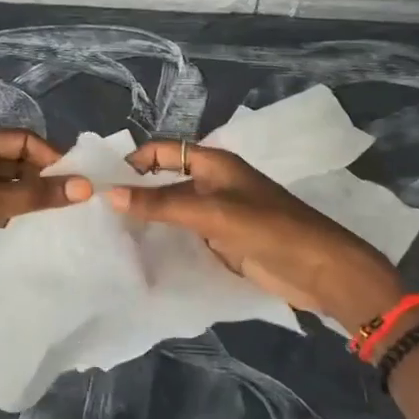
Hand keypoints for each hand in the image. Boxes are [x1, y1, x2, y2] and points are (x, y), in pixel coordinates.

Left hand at [0, 129, 89, 297]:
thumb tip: (83, 187)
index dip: (51, 156)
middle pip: (14, 159)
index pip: (22, 139)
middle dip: (42, 177)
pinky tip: (28, 228)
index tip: (78, 181)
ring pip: (4, 182)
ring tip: (58, 216)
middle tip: (74, 201)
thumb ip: (32, 196)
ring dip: (27, 196)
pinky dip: (10, 210)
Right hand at [109, 140, 403, 328]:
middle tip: (99, 210)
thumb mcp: (211, 213)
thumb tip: (112, 195)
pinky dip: (165, 236)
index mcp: (213, 163)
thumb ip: (161, 204)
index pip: (164, 150)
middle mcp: (212, 182)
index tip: (103, 182)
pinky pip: (185, 232)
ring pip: (174, 207)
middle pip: (166, 178)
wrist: (318, 268)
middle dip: (137, 190)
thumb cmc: (267, 228)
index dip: (135, 161)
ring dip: (149, 215)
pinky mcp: (222, 239)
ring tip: (111, 230)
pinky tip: (142, 249)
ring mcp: (218, 212)